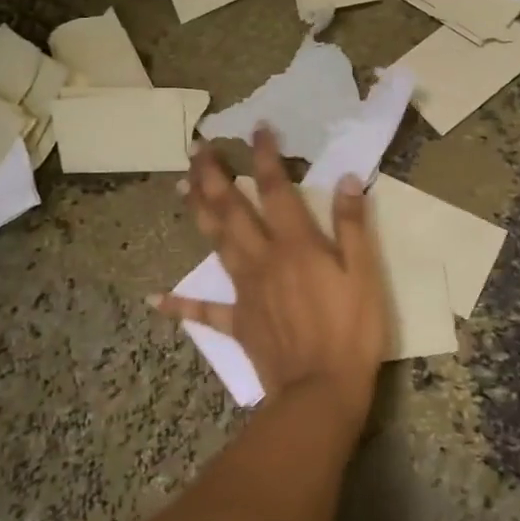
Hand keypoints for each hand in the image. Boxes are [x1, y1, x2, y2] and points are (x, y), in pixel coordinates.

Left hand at [155, 127, 390, 426]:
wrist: (321, 391)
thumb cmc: (351, 332)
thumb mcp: (365, 275)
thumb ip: (352, 226)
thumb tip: (347, 180)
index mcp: (295, 244)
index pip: (275, 189)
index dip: (265, 156)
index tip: (257, 129)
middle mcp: (262, 258)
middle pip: (231, 209)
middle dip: (213, 176)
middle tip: (196, 149)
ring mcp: (245, 290)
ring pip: (215, 243)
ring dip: (197, 213)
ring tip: (180, 187)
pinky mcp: (237, 322)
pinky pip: (204, 311)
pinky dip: (179, 305)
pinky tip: (154, 298)